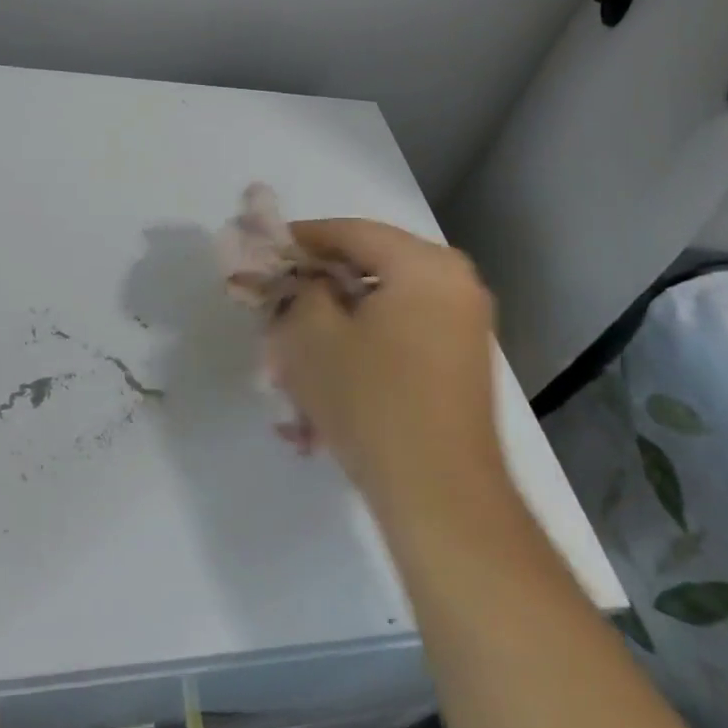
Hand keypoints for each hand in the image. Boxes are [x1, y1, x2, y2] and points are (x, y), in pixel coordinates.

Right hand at [268, 219, 500, 516]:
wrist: (441, 496)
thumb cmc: (372, 401)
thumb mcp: (312, 336)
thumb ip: (298, 290)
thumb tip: (302, 280)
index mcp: (426, 265)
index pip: (351, 231)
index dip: (301, 238)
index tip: (263, 251)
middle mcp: (455, 284)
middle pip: (370, 266)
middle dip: (319, 285)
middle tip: (277, 303)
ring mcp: (463, 325)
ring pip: (382, 305)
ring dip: (337, 321)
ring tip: (296, 350)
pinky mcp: (460, 363)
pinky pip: (401, 335)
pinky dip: (363, 345)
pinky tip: (330, 379)